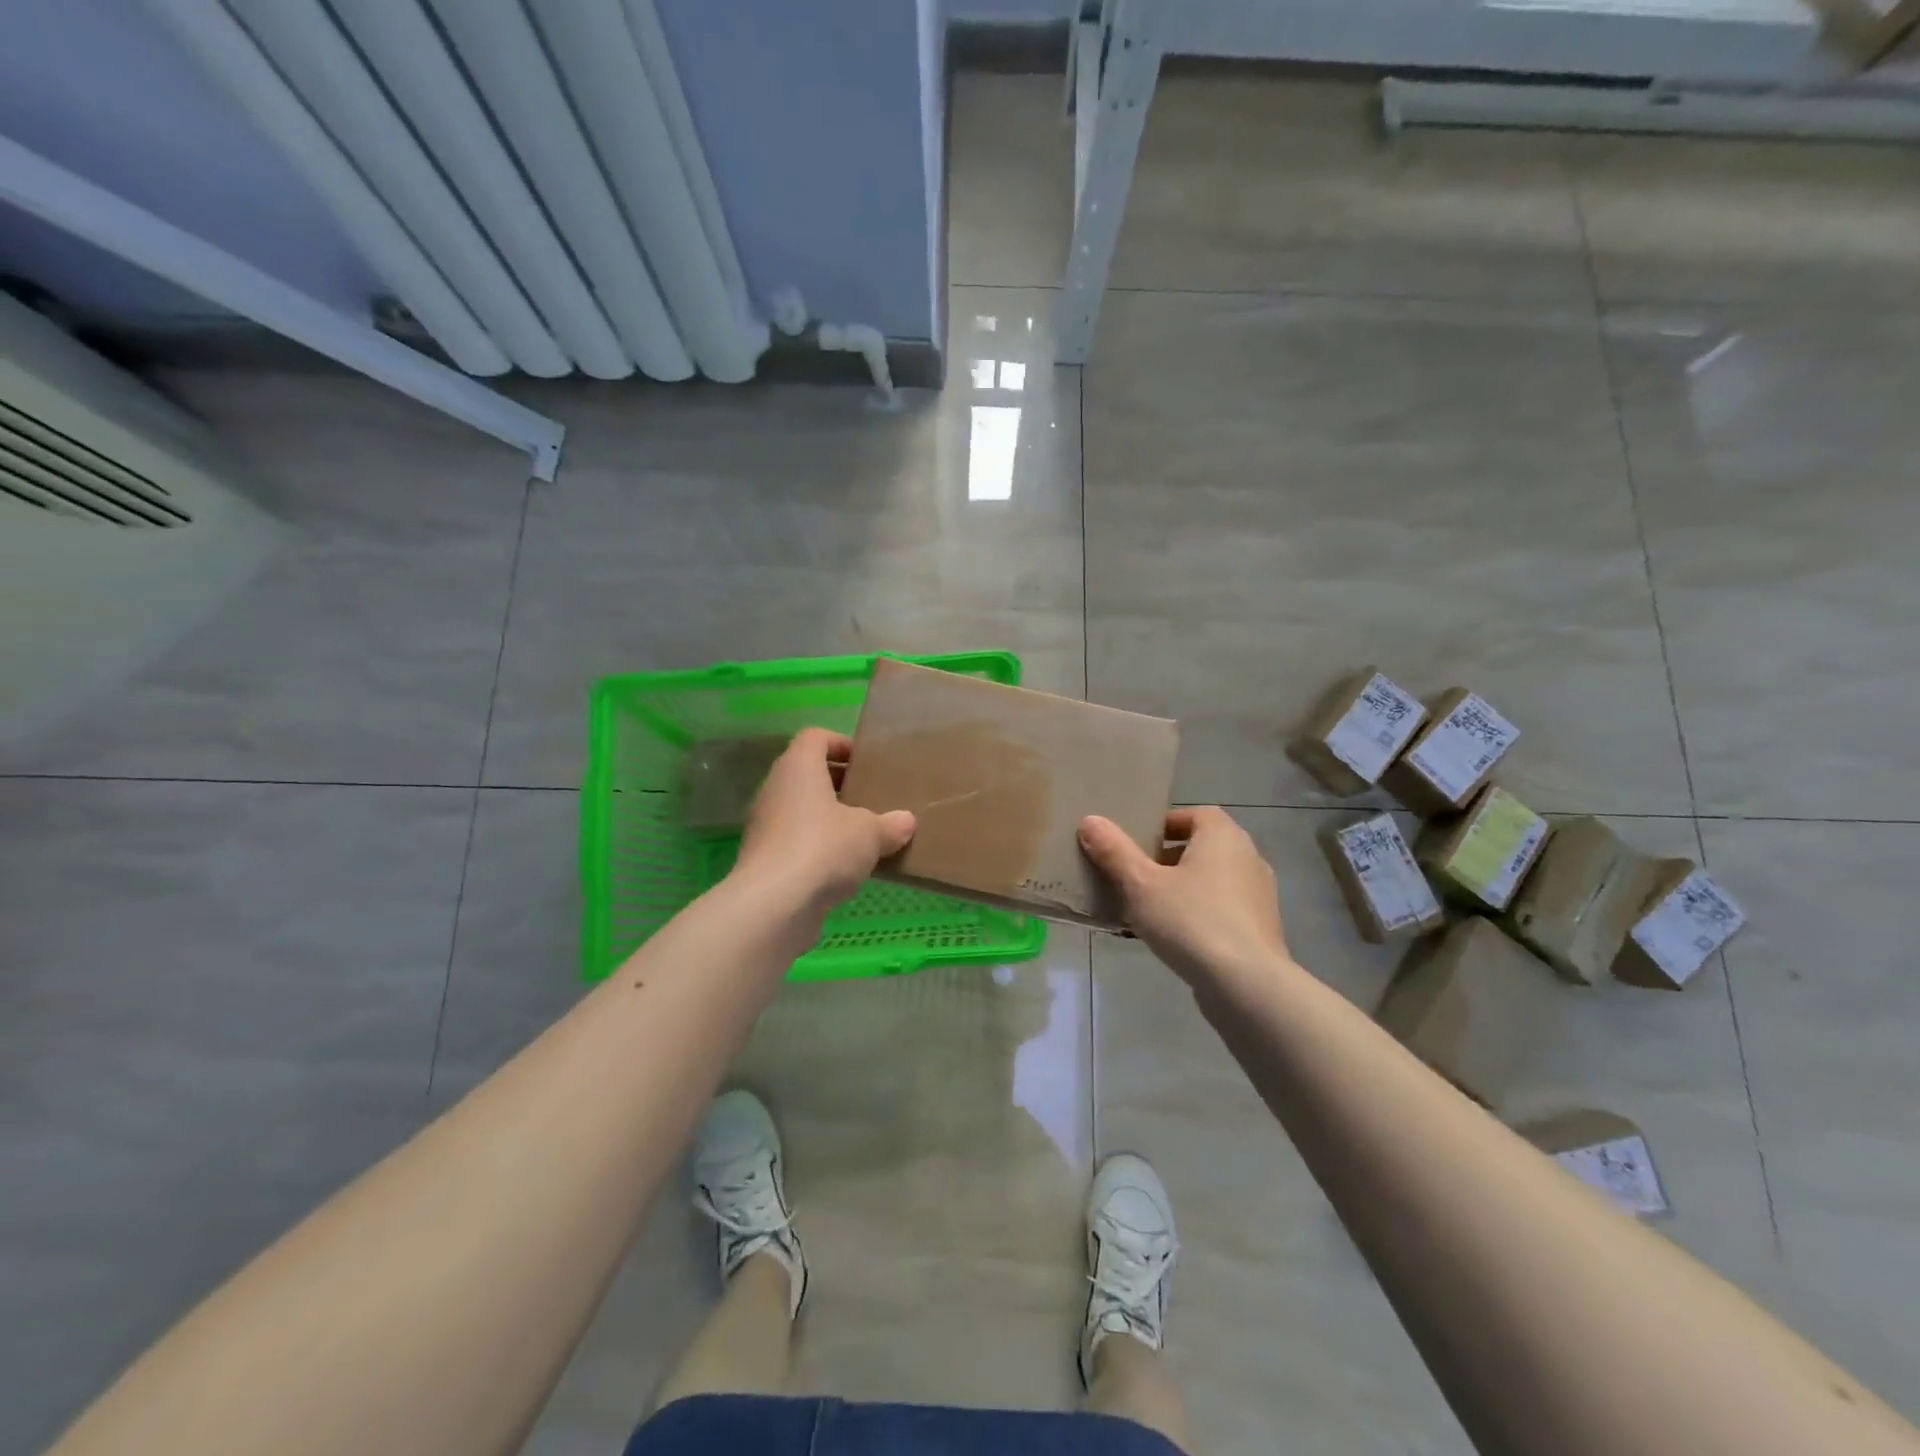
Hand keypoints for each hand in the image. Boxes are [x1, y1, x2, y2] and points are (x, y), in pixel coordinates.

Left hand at [735, 728, 915, 914]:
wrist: (774, 904)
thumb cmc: (824, 848)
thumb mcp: (870, 834)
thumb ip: (890, 824)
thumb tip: (906, 822)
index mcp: (798, 767)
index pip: (815, 737)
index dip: (840, 744)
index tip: (865, 763)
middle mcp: (775, 789)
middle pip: (807, 774)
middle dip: (838, 784)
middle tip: (870, 798)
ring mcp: (764, 825)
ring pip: (800, 809)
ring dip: (827, 818)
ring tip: (861, 835)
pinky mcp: (762, 858)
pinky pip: (794, 840)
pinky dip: (816, 847)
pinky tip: (842, 867)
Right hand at [1079, 807, 1291, 989]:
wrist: (1247, 984)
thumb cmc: (1191, 920)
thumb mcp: (1141, 884)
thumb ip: (1115, 851)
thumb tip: (1090, 820)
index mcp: (1223, 836)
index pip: (1196, 814)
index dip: (1166, 824)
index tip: (1138, 843)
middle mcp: (1248, 857)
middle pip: (1202, 847)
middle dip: (1168, 859)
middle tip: (1135, 876)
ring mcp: (1259, 895)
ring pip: (1211, 881)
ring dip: (1182, 889)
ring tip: (1148, 910)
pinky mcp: (1260, 929)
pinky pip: (1222, 910)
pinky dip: (1199, 915)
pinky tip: (1173, 938)